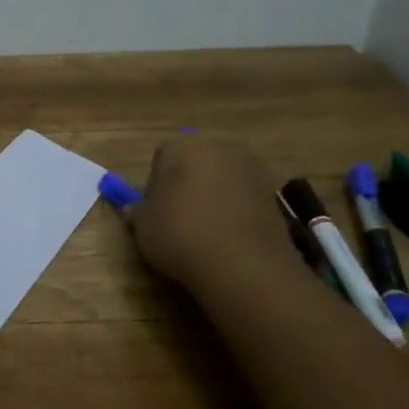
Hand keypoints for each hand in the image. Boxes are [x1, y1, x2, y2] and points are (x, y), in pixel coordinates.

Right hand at [122, 135, 297, 292]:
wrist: (242, 263)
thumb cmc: (180, 235)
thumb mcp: (143, 227)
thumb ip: (138, 212)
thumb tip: (135, 208)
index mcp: (181, 145)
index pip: (161, 158)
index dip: (155, 185)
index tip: (155, 211)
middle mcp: (218, 145)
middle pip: (195, 161)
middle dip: (186, 182)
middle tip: (178, 217)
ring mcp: (250, 166)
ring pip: (221, 176)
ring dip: (213, 194)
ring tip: (206, 229)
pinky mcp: (273, 190)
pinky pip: (243, 194)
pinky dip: (235, 208)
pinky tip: (228, 234)